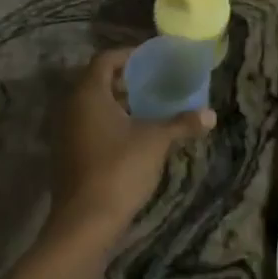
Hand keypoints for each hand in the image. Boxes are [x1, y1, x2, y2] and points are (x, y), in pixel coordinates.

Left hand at [47, 48, 213, 244]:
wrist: (85, 223)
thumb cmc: (119, 169)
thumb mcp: (156, 141)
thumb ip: (181, 123)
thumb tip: (211, 115)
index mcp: (89, 94)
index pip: (106, 59)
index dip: (129, 55)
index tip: (152, 59)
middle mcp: (71, 107)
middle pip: (97, 81)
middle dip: (125, 80)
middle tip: (154, 82)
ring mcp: (66, 133)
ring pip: (93, 106)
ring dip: (118, 104)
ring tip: (149, 108)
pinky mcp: (68, 156)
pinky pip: (89, 127)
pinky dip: (109, 124)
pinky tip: (134, 136)